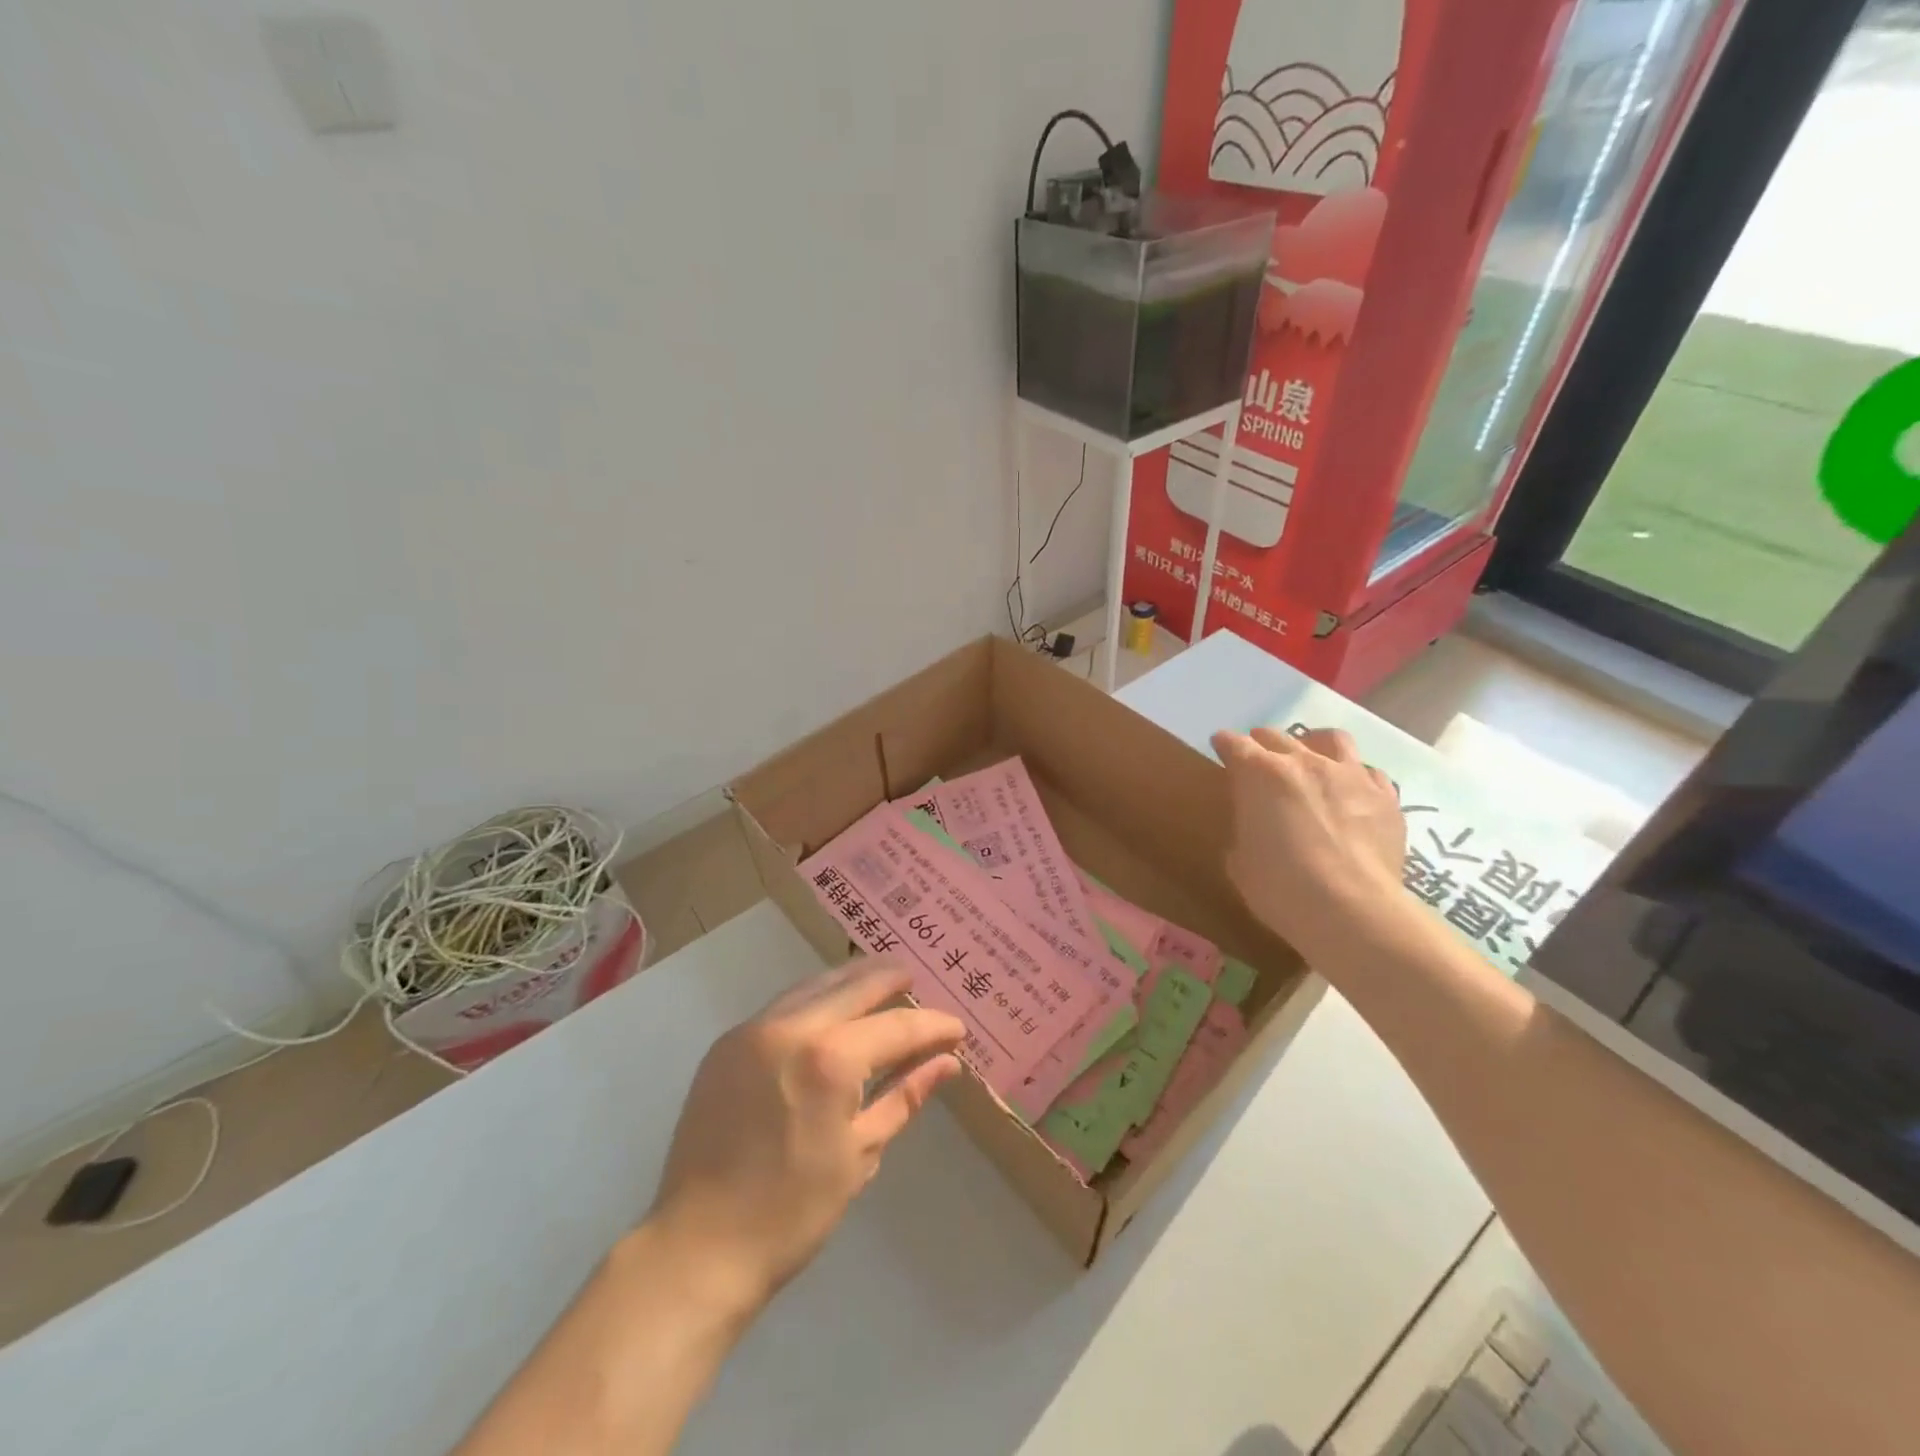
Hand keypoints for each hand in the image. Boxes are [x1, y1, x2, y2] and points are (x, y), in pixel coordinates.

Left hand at [646, 957, 963, 1313]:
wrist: (697, 1247)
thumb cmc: (792, 1212)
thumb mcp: (860, 1153)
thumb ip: (905, 1096)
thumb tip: (947, 1062)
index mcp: (829, 1059)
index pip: (896, 1026)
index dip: (932, 1025)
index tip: (957, 1028)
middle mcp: (791, 1027)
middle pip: (854, 985)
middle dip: (890, 978)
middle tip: (916, 980)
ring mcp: (752, 1029)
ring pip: (815, 985)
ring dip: (851, 980)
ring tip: (880, 981)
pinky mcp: (727, 1042)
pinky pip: (784, 1004)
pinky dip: (815, 997)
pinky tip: (831, 1008)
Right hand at [1211, 726, 1407, 952]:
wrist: (1351, 910)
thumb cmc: (1280, 887)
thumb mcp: (1241, 861)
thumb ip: (1246, 830)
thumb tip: (1257, 830)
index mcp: (1260, 774)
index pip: (1234, 744)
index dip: (1224, 745)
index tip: (1220, 748)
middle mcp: (1305, 762)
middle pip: (1277, 736)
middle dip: (1262, 743)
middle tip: (1258, 759)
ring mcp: (1350, 775)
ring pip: (1332, 739)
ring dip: (1315, 745)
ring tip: (1312, 761)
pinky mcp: (1386, 797)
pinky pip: (1370, 773)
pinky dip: (1356, 779)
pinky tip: (1353, 796)